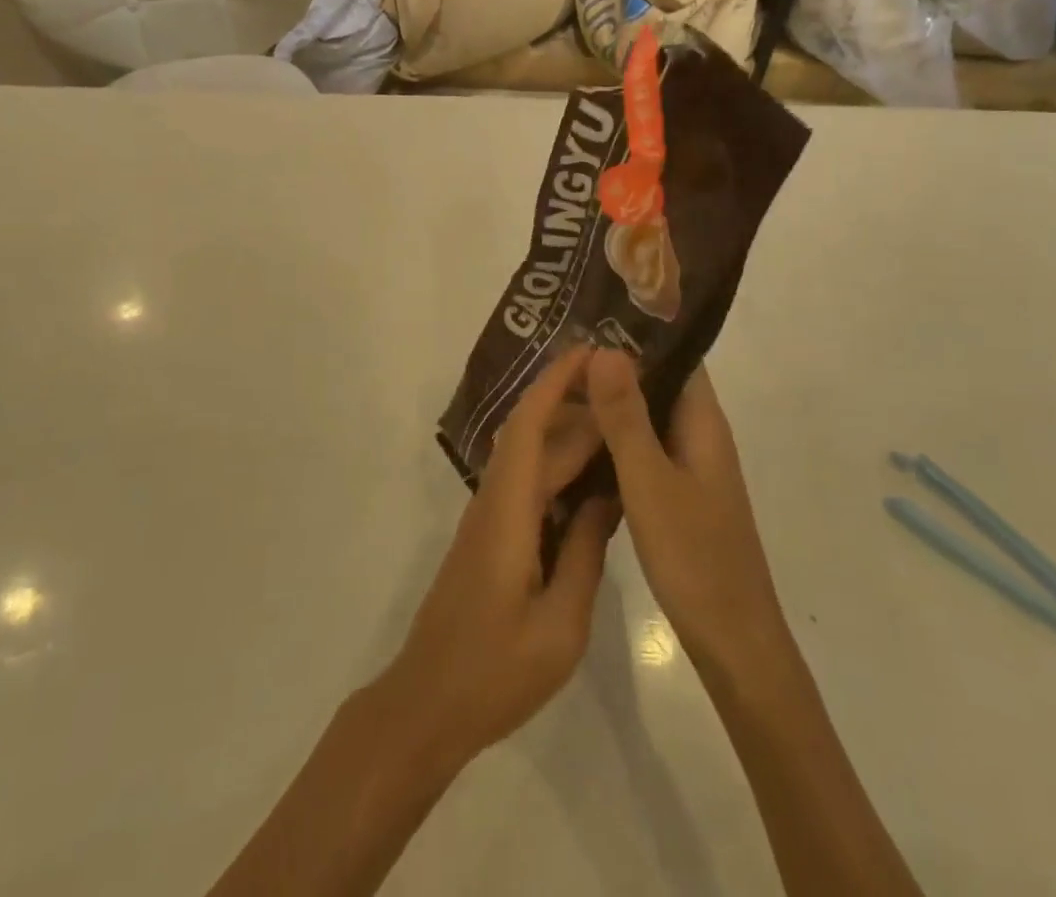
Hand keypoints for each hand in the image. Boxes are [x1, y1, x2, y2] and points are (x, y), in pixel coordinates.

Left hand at [377, 347, 618, 773]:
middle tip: (626, 388)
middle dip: (574, 404)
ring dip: (569, 436)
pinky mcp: (491, 538)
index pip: (530, 426)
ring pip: (531, 460)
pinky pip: (530, 488)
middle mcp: (494, 501)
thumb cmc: (495, 670)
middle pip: (534, 436)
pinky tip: (594, 483)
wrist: (429, 703)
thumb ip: (585, 554)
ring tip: (619, 425)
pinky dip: (560, 471)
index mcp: (508, 511)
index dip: (556, 382)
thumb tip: (607, 497)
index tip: (589, 352)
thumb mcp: (561, 624)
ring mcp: (489, 519)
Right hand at [588, 351, 790, 682]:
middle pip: (658, 383)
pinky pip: (643, 449)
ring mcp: (689, 466)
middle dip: (614, 367)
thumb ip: (626, 416)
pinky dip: (614, 438)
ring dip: (611, 403)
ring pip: (647, 418)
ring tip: (559, 387)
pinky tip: (578, 441)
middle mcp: (699, 435)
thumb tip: (605, 348)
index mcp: (702, 422)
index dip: (637, 333)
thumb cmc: (695, 557)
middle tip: (558, 352)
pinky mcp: (677, 494)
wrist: (733, 644)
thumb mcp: (650, 481)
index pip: (675, 355)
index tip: (588, 318)